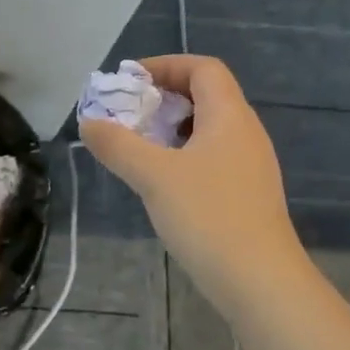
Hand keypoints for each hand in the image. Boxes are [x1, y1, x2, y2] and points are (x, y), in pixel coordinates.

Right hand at [80, 55, 308, 311]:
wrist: (261, 284)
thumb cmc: (208, 217)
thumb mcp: (153, 176)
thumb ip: (117, 145)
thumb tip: (88, 122)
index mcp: (229, 116)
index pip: (203, 68)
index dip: (165, 65)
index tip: (130, 81)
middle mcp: (245, 133)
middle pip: (205, 95)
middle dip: (162, 97)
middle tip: (127, 114)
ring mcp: (250, 165)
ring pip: (207, 128)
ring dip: (170, 128)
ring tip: (137, 146)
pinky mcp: (247, 194)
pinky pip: (211, 156)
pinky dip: (182, 154)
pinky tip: (160, 181)